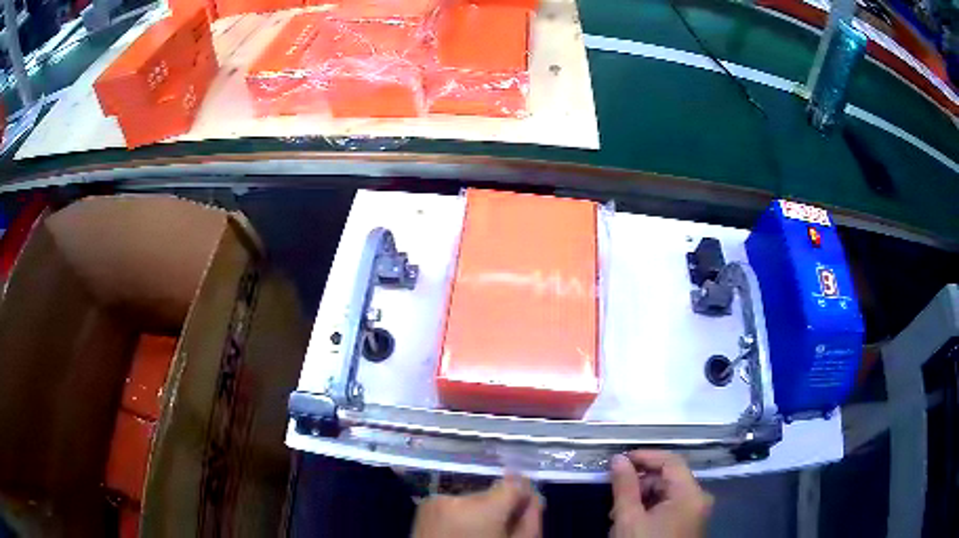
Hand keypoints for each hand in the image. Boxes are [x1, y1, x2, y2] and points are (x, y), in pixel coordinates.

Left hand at [412, 474, 543, 537]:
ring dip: (477, 510)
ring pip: (470, 497)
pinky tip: (458, 530)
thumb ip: (530, 520)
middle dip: (497, 506)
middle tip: (497, 528)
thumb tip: (533, 496)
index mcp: (484, 508)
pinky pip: (452, 503)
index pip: (513, 484)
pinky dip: (458, 513)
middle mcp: (458, 497)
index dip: (522, 496)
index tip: (524, 507)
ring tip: (475, 532)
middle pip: (491, 493)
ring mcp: (437, 500)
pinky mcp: (424, 505)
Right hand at [609, 450, 712, 537]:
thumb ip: (624, 486)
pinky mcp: (689, 524)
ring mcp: (695, 512)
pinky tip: (632, 523)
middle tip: (614, 495)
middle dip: (640, 483)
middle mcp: (698, 499)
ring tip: (619, 514)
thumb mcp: (629, 518)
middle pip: (669, 478)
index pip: (671, 461)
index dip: (645, 456)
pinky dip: (651, 509)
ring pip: (668, 493)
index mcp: (690, 494)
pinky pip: (671, 507)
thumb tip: (618, 459)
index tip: (619, 459)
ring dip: (642, 498)